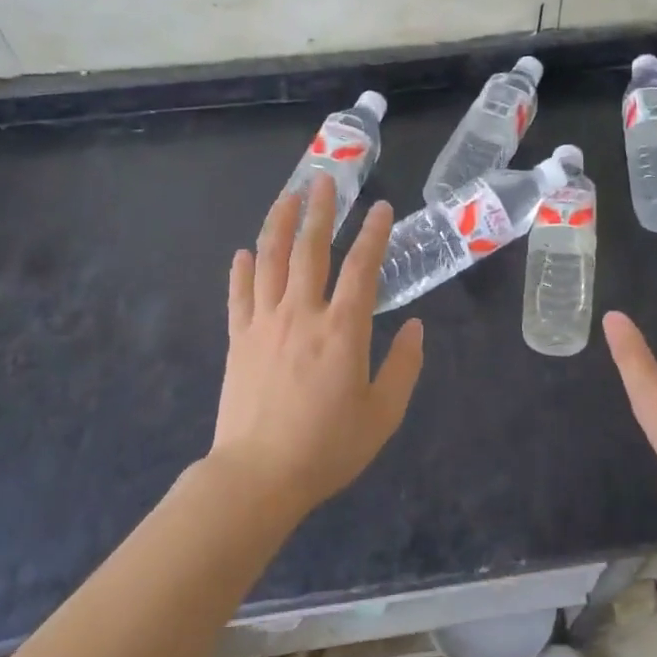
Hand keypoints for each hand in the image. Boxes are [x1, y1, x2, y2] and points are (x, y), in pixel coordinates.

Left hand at [211, 174, 424, 516]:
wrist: (258, 476)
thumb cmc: (328, 447)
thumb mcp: (383, 414)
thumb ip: (404, 367)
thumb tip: (417, 329)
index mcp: (343, 330)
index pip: (361, 268)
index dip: (374, 234)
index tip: (381, 208)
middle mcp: (302, 314)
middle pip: (310, 250)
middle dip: (320, 211)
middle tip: (325, 180)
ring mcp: (264, 324)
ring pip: (271, 261)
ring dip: (280, 225)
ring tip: (287, 197)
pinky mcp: (239, 340)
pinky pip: (239, 295)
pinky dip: (242, 270)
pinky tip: (245, 252)